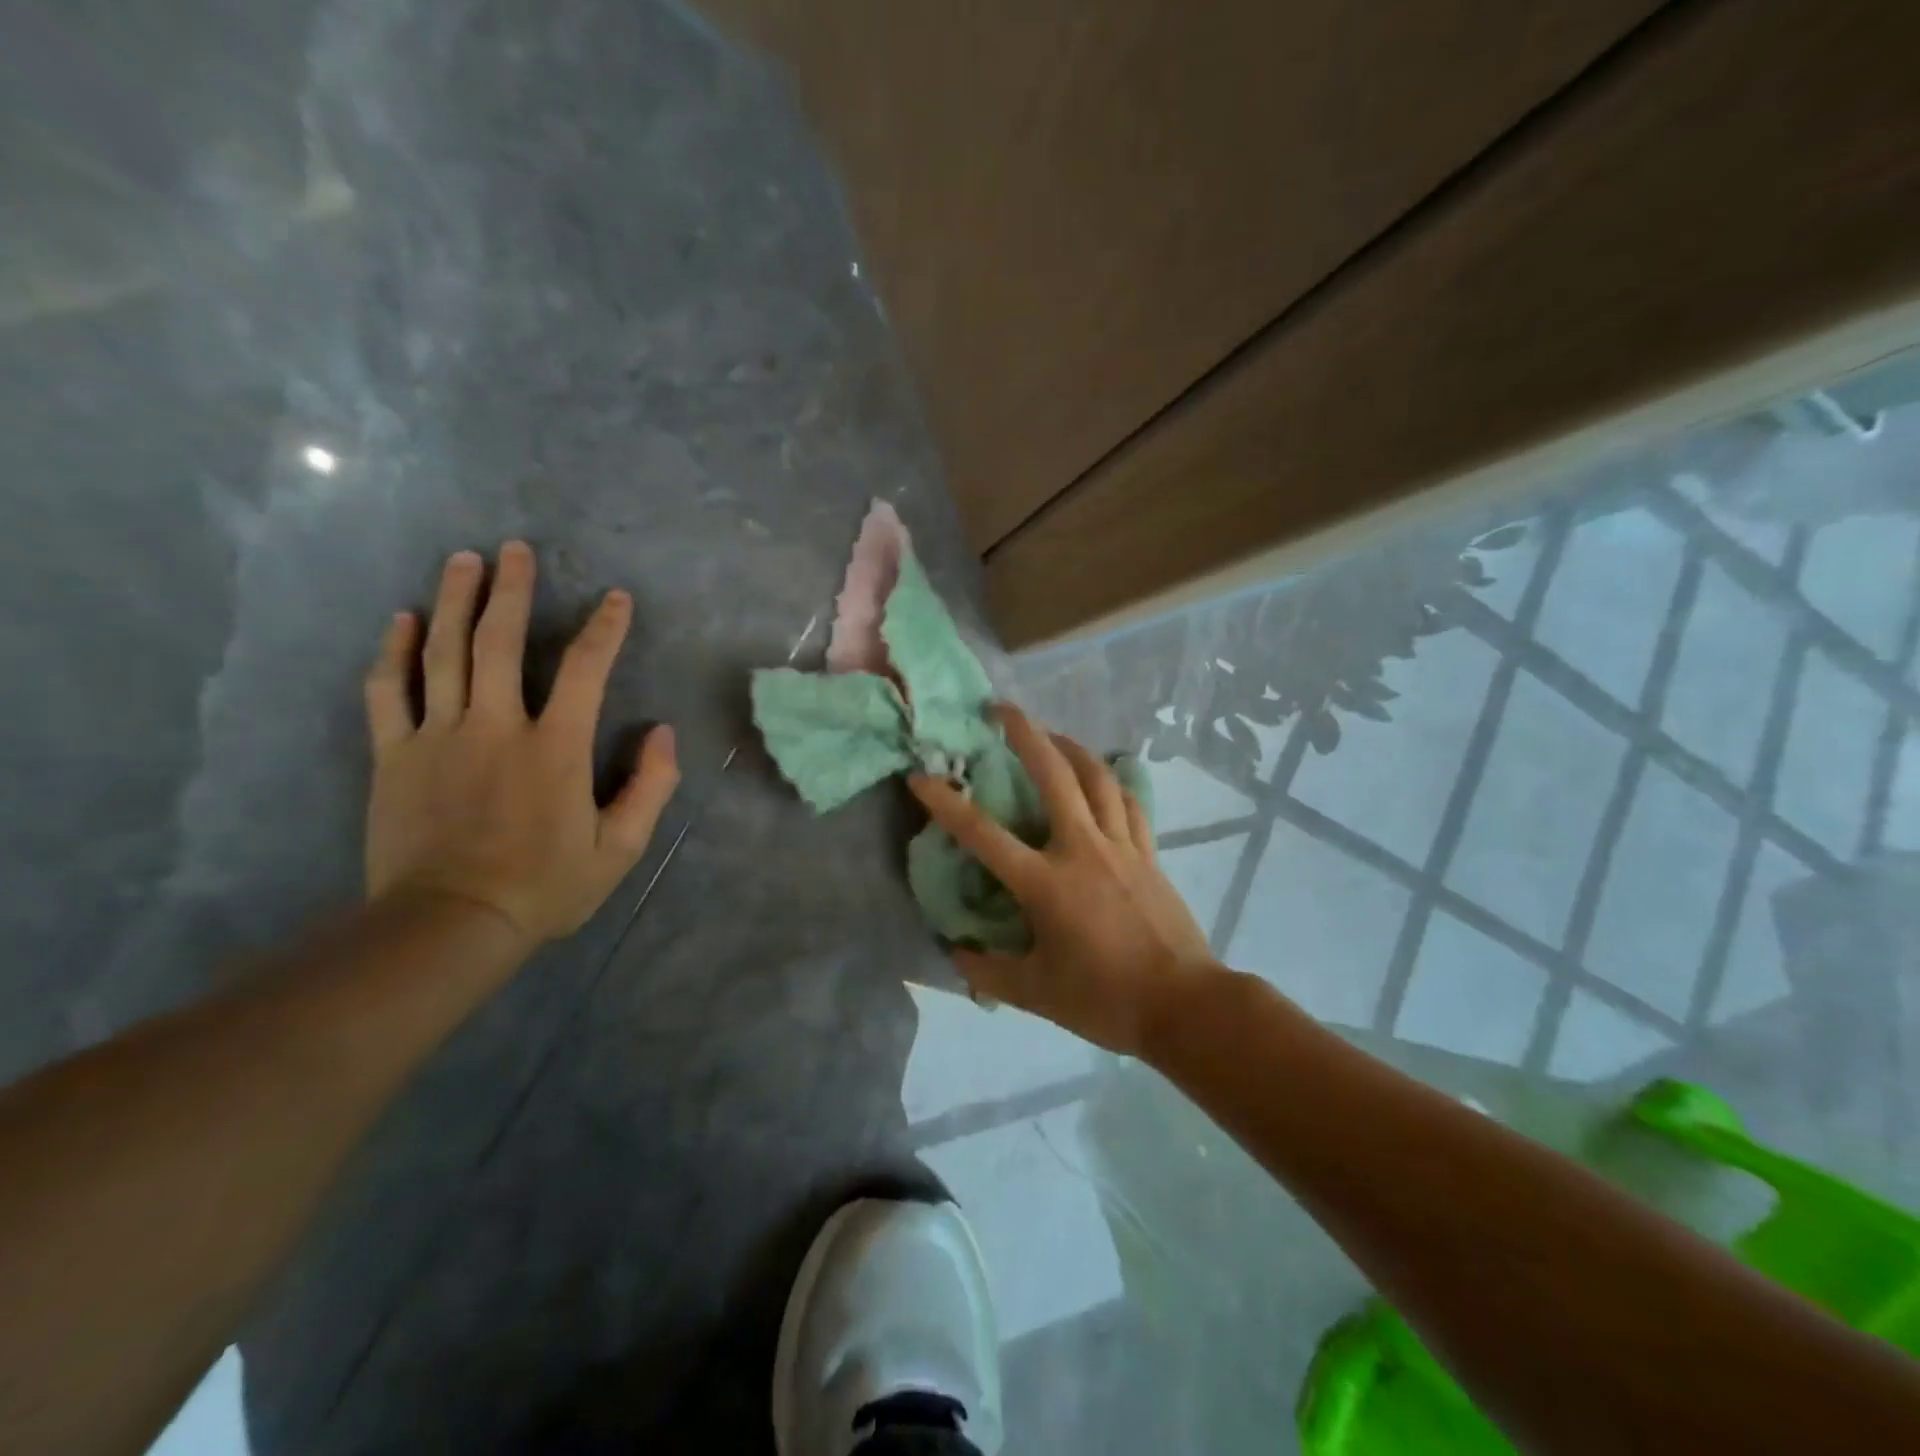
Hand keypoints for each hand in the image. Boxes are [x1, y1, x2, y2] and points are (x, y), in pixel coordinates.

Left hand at [362, 542, 679, 944]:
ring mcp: (439, 736)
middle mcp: (497, 727)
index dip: (605, 629)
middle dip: (512, 591)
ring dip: (454, 601)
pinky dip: (394, 652)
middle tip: (515, 549)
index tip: (616, 598)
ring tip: (463, 561)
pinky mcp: (395, 755)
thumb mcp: (620, 848)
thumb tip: (663, 732)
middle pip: (500, 643)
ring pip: (444, 654)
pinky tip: (401, 620)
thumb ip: (650, 786)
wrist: (449, 924)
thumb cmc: (545, 886)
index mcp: (555, 748)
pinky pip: (389, 691)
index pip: (586, 671)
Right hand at [909, 705, 1216, 1054]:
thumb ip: (988, 972)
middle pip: (1054, 776)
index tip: (920, 777)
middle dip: (1026, 734)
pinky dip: (1113, 783)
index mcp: (1046, 883)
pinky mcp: (1150, 853)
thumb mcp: (1035, 993)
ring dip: (1071, 747)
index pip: (983, 835)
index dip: (946, 803)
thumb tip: (957, 952)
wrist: (1184, 1005)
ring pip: (1098, 778)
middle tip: (1002, 709)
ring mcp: (1122, 846)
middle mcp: (1083, 849)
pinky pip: (1131, 804)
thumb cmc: (1105, 1000)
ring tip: (1051, 734)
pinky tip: (1103, 779)